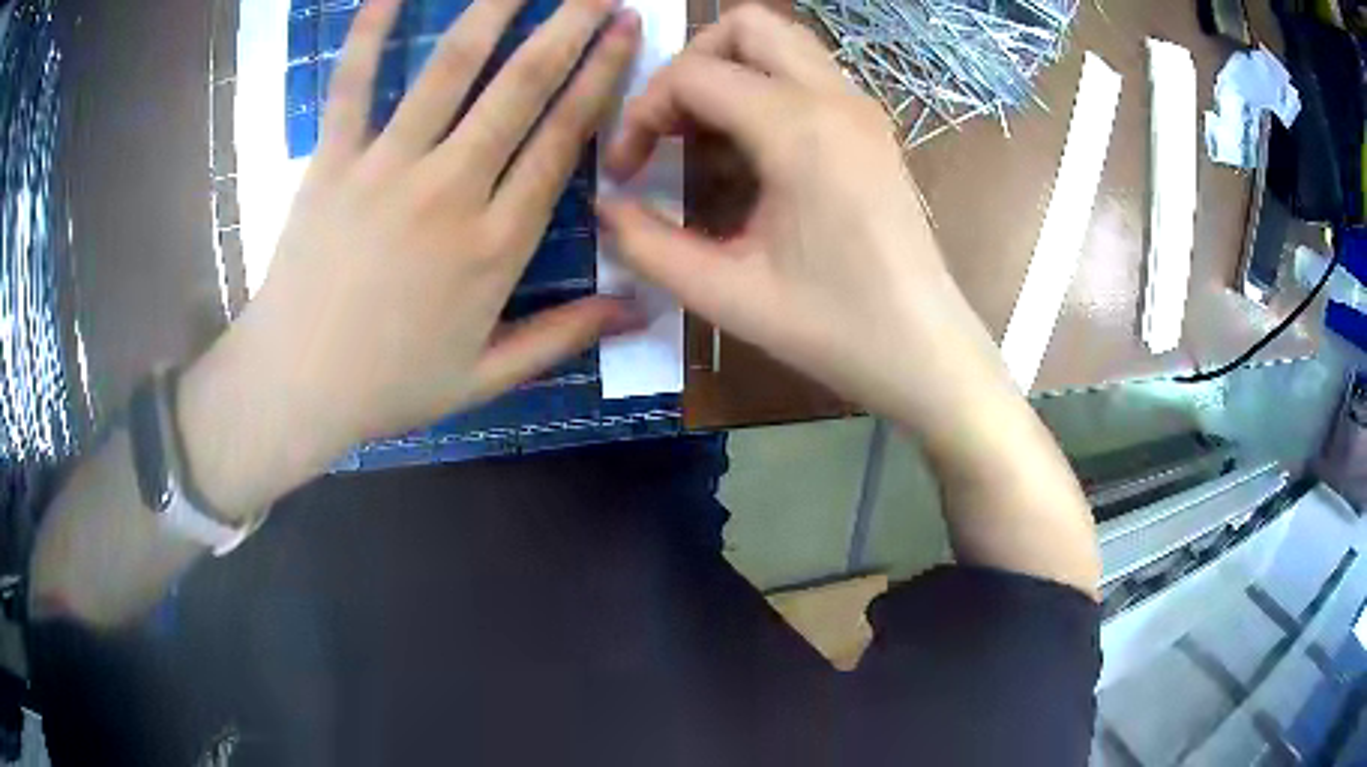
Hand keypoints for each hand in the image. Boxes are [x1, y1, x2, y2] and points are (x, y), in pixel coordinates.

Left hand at [178, 0, 641, 516]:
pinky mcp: (331, 164)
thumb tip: (643, 311)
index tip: (626, 31)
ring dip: (494, 12)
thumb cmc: (390, 386)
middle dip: (568, 28)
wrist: (295, 389)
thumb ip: (565, 336)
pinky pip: (352, 87)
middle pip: (521, 89)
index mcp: (496, 244)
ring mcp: (386, 170)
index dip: (601, 78)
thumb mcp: (488, 377)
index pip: (564, 140)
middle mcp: (451, 190)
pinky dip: (370, 36)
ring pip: (451, 72)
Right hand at [599, 6, 1016, 434]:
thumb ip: (648, 244)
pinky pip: (806, 73)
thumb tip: (606, 206)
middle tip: (669, 127)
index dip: (641, 112)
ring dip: (729, 71)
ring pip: (781, 41)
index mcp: (799, 129)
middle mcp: (835, 97)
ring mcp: (861, 106)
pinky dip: (765, 88)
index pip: (693, 74)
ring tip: (704, 138)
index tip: (628, 170)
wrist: (924, 350)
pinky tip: (751, 153)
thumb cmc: (832, 328)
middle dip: (690, 63)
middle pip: (746, 25)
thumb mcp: (725, 294)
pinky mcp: (872, 125)